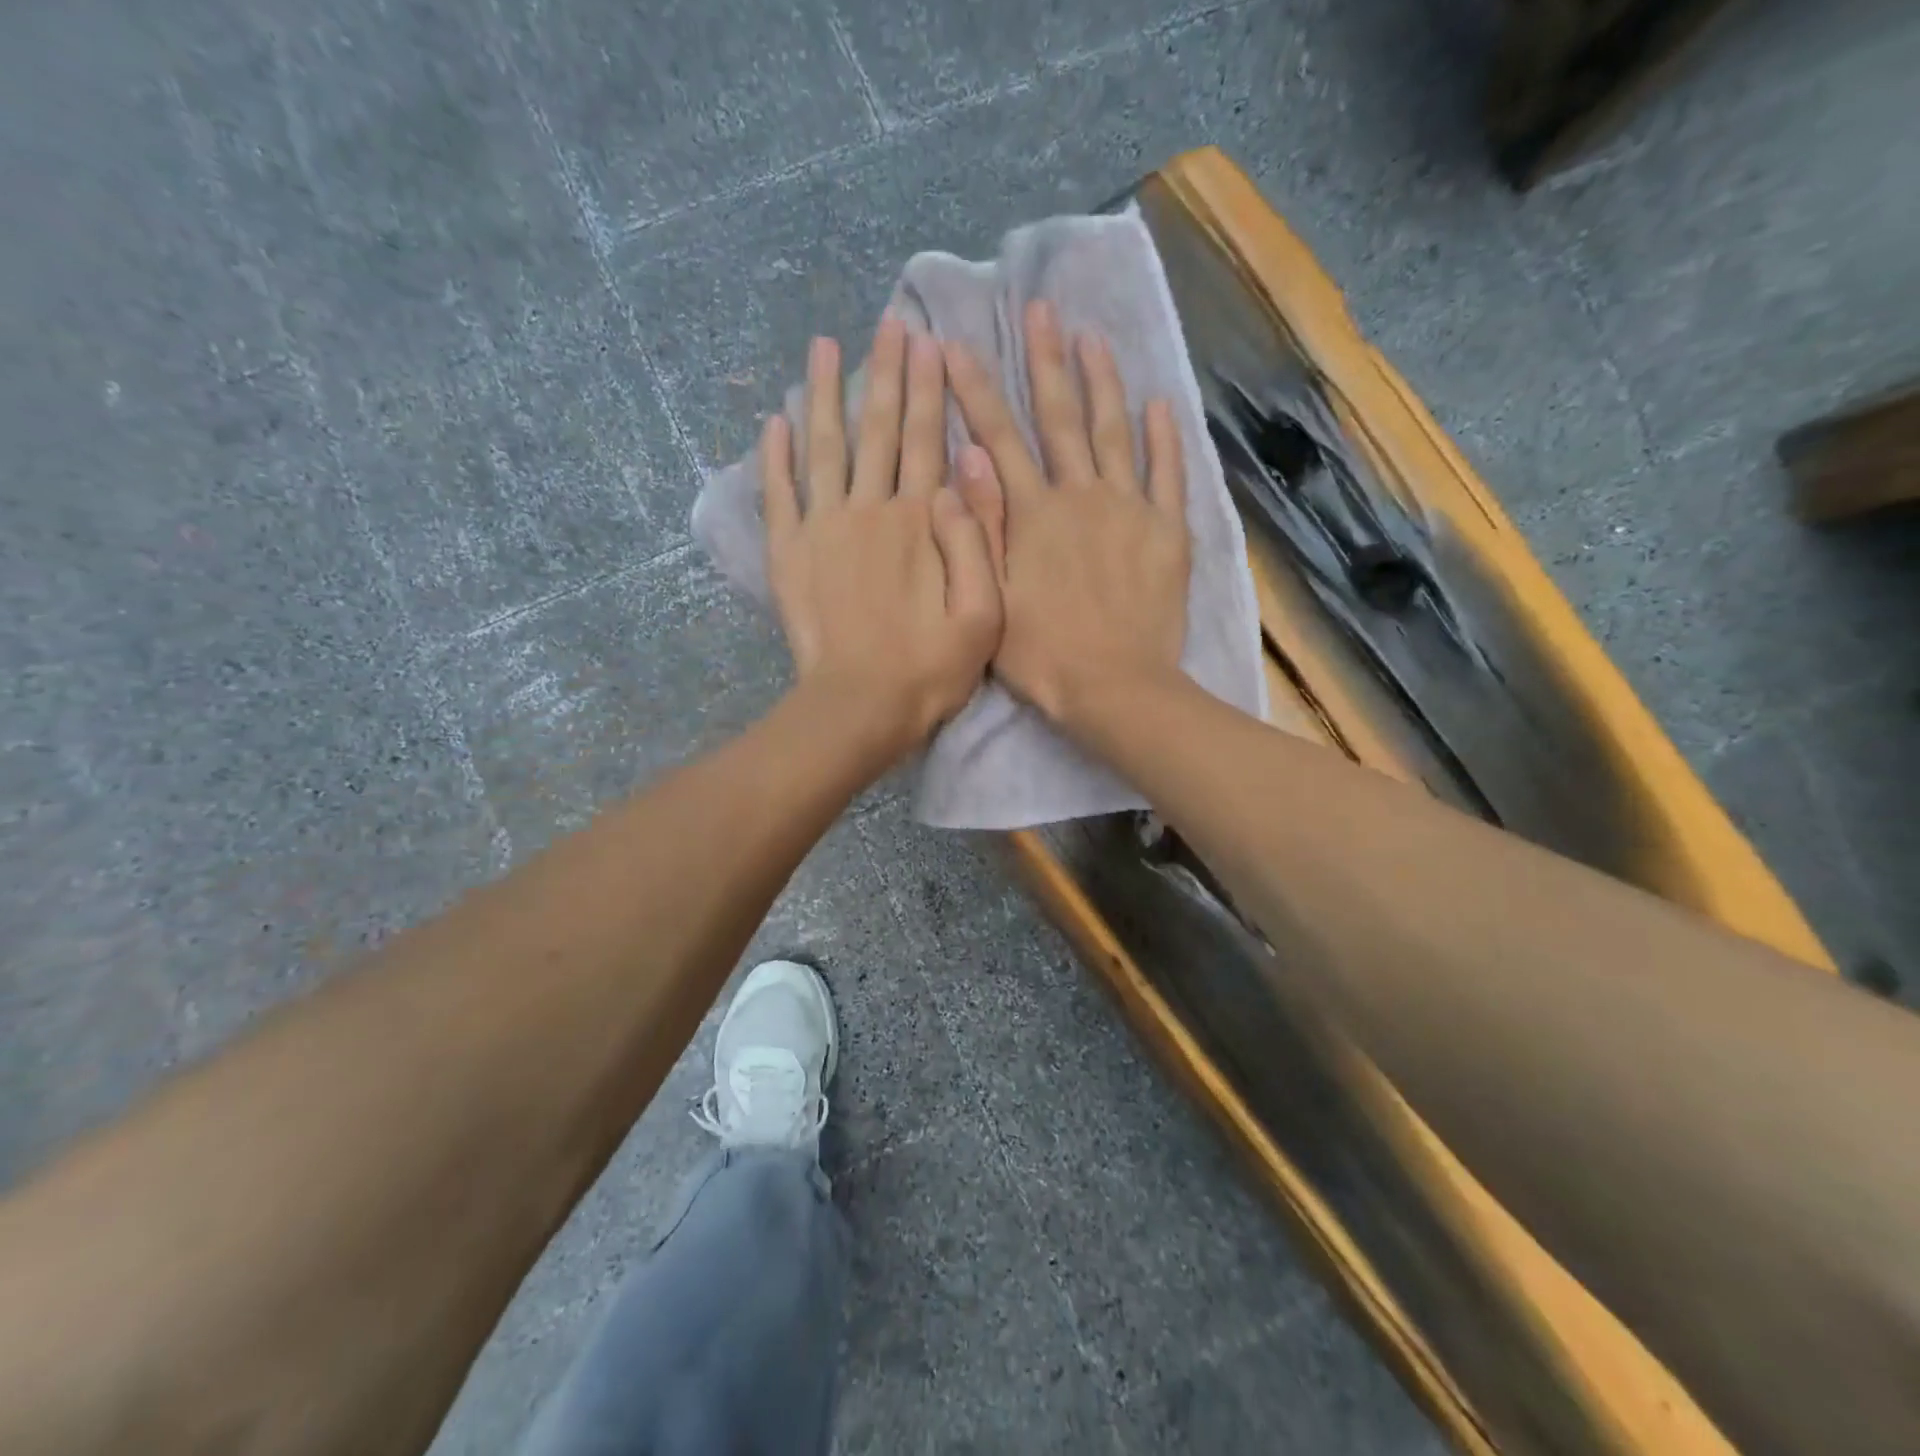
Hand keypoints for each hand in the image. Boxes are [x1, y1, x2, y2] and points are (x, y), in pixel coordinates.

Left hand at [762, 317, 1001, 764]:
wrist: (861, 706)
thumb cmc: (931, 668)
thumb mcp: (984, 614)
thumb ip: (979, 540)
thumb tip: (965, 471)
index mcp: (920, 521)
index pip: (928, 440)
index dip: (930, 390)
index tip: (928, 342)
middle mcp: (870, 509)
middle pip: (880, 430)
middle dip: (887, 374)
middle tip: (889, 324)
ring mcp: (824, 528)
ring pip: (826, 446)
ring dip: (825, 394)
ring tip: (824, 347)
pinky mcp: (790, 553)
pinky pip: (779, 492)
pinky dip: (776, 456)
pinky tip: (775, 420)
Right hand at [943, 298, 1189, 731]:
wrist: (1115, 688)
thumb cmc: (1043, 656)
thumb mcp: (991, 598)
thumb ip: (981, 527)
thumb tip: (967, 460)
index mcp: (1033, 514)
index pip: (999, 438)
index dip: (976, 391)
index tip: (959, 345)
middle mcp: (1080, 495)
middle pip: (1060, 418)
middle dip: (1045, 361)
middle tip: (1040, 309)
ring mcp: (1129, 509)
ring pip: (1114, 432)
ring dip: (1103, 382)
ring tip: (1093, 338)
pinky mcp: (1167, 532)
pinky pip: (1168, 474)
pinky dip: (1165, 437)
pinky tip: (1160, 403)